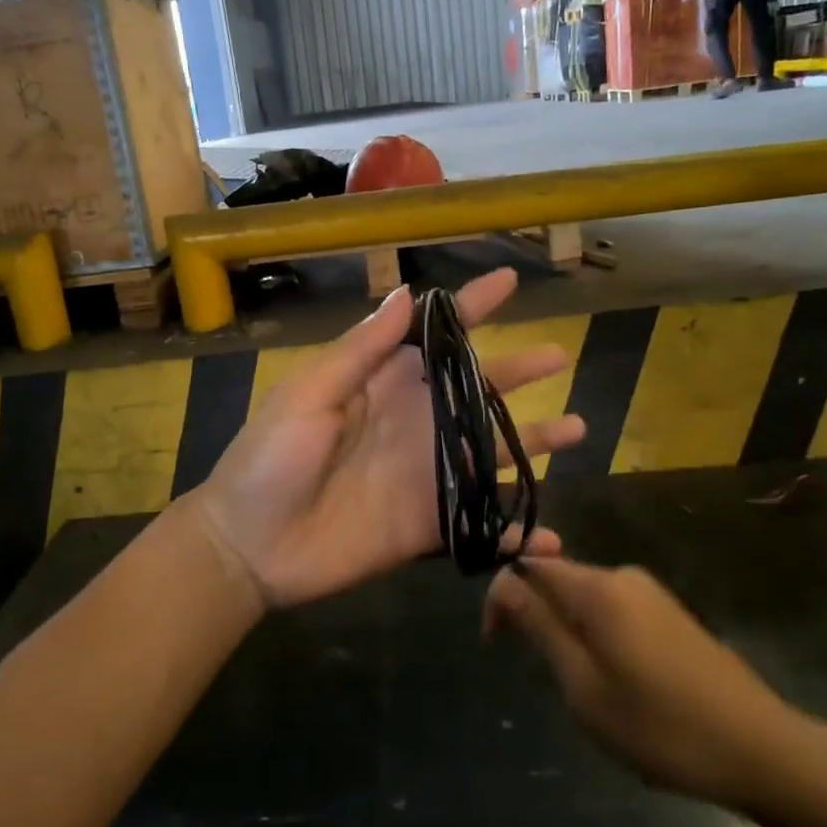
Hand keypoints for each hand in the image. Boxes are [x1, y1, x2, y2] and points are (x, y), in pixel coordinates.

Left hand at [189, 269, 584, 610]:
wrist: (248, 545)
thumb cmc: (270, 458)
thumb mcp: (308, 393)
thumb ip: (360, 350)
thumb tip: (406, 295)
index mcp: (382, 384)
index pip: (434, 337)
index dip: (471, 309)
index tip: (508, 281)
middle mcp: (413, 422)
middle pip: (476, 390)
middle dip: (516, 370)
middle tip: (557, 356)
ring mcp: (426, 475)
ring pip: (492, 452)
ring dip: (534, 441)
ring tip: (578, 428)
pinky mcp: (429, 525)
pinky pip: (482, 526)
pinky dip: (518, 533)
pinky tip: (554, 538)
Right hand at [485, 557, 826, 812]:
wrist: (763, 750)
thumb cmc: (660, 724)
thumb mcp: (583, 684)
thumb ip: (539, 625)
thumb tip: (502, 581)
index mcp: (598, 586)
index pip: (529, 563)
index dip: (502, 594)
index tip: (495, 642)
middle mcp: (623, 576)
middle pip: (559, 578)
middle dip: (535, 614)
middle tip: (538, 672)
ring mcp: (652, 594)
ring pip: (586, 598)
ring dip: (566, 630)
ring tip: (578, 688)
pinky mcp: (672, 616)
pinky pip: (614, 612)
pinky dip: (595, 636)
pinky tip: (614, 683)